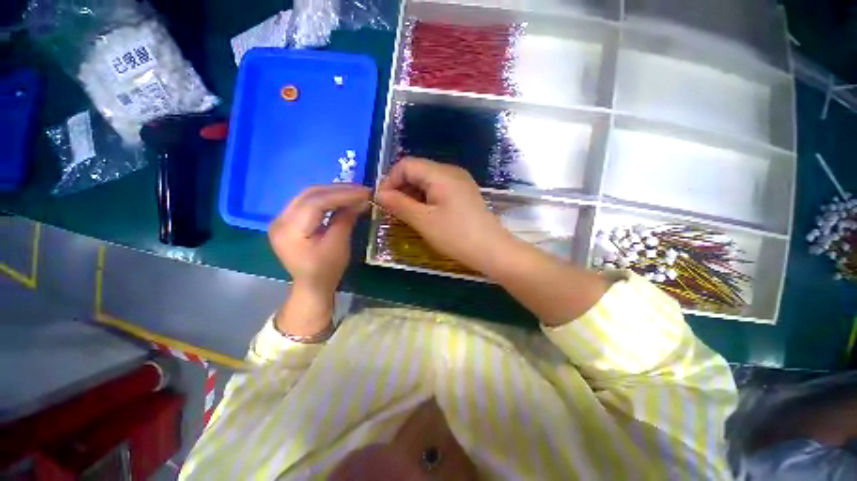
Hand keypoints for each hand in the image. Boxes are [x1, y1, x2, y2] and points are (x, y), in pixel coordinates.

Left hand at [269, 185, 369, 335]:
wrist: (311, 285)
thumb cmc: (326, 270)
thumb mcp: (338, 245)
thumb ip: (346, 219)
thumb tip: (361, 200)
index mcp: (290, 230)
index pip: (317, 202)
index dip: (343, 194)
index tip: (365, 192)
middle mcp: (280, 219)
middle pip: (311, 194)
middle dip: (339, 190)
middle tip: (362, 190)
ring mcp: (281, 218)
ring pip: (309, 195)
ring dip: (334, 192)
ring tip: (355, 192)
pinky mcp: (288, 220)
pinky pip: (308, 202)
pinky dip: (327, 198)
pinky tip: (341, 199)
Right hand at [376, 158, 517, 273]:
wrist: (492, 250)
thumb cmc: (456, 236)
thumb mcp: (423, 221)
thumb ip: (399, 204)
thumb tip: (379, 194)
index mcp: (441, 173)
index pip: (406, 165)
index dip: (390, 180)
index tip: (383, 201)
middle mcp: (451, 171)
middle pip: (417, 171)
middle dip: (401, 188)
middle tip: (393, 210)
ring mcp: (460, 182)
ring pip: (427, 181)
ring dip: (413, 194)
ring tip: (406, 214)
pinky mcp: (464, 193)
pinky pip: (439, 189)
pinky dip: (426, 199)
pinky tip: (424, 214)